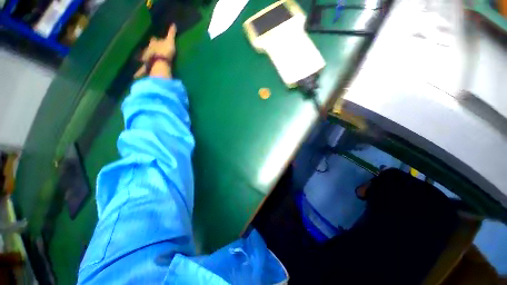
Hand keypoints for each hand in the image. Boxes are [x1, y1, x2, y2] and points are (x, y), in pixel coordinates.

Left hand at [134, 24, 176, 77]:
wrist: (160, 63)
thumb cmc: (165, 52)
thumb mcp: (170, 42)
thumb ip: (171, 34)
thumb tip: (173, 24)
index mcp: (153, 44)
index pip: (153, 40)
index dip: (154, 40)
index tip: (154, 40)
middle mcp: (147, 50)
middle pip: (147, 49)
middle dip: (147, 50)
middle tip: (149, 52)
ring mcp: (146, 60)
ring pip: (143, 59)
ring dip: (142, 60)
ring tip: (141, 63)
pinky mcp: (146, 69)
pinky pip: (142, 71)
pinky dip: (138, 73)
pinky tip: (135, 77)